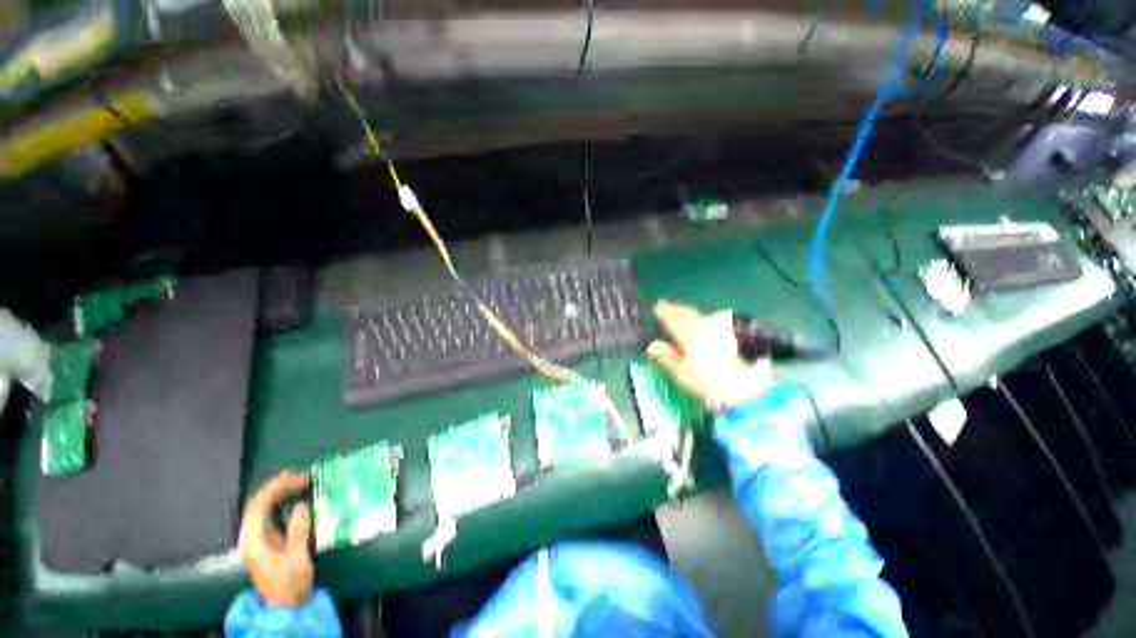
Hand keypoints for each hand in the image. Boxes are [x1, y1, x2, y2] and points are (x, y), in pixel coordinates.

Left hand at [238, 471, 313, 607]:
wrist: (284, 607)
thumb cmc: (290, 584)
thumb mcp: (297, 559)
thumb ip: (298, 532)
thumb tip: (300, 505)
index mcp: (254, 541)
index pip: (258, 506)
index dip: (276, 487)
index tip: (298, 477)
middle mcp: (250, 538)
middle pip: (257, 505)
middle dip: (278, 487)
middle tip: (302, 476)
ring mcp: (256, 540)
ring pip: (261, 509)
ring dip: (279, 493)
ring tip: (300, 483)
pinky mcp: (265, 543)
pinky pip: (268, 515)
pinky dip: (280, 503)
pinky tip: (294, 499)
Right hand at [647, 300, 773, 407]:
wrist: (743, 385)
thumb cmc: (708, 381)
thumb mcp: (682, 374)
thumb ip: (667, 357)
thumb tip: (652, 346)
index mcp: (688, 336)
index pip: (673, 319)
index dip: (664, 312)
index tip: (656, 306)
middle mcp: (701, 329)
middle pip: (685, 313)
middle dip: (674, 308)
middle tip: (664, 305)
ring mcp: (714, 330)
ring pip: (696, 314)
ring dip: (684, 310)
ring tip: (676, 309)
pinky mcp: (723, 334)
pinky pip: (704, 319)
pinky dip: (695, 316)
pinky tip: (694, 319)